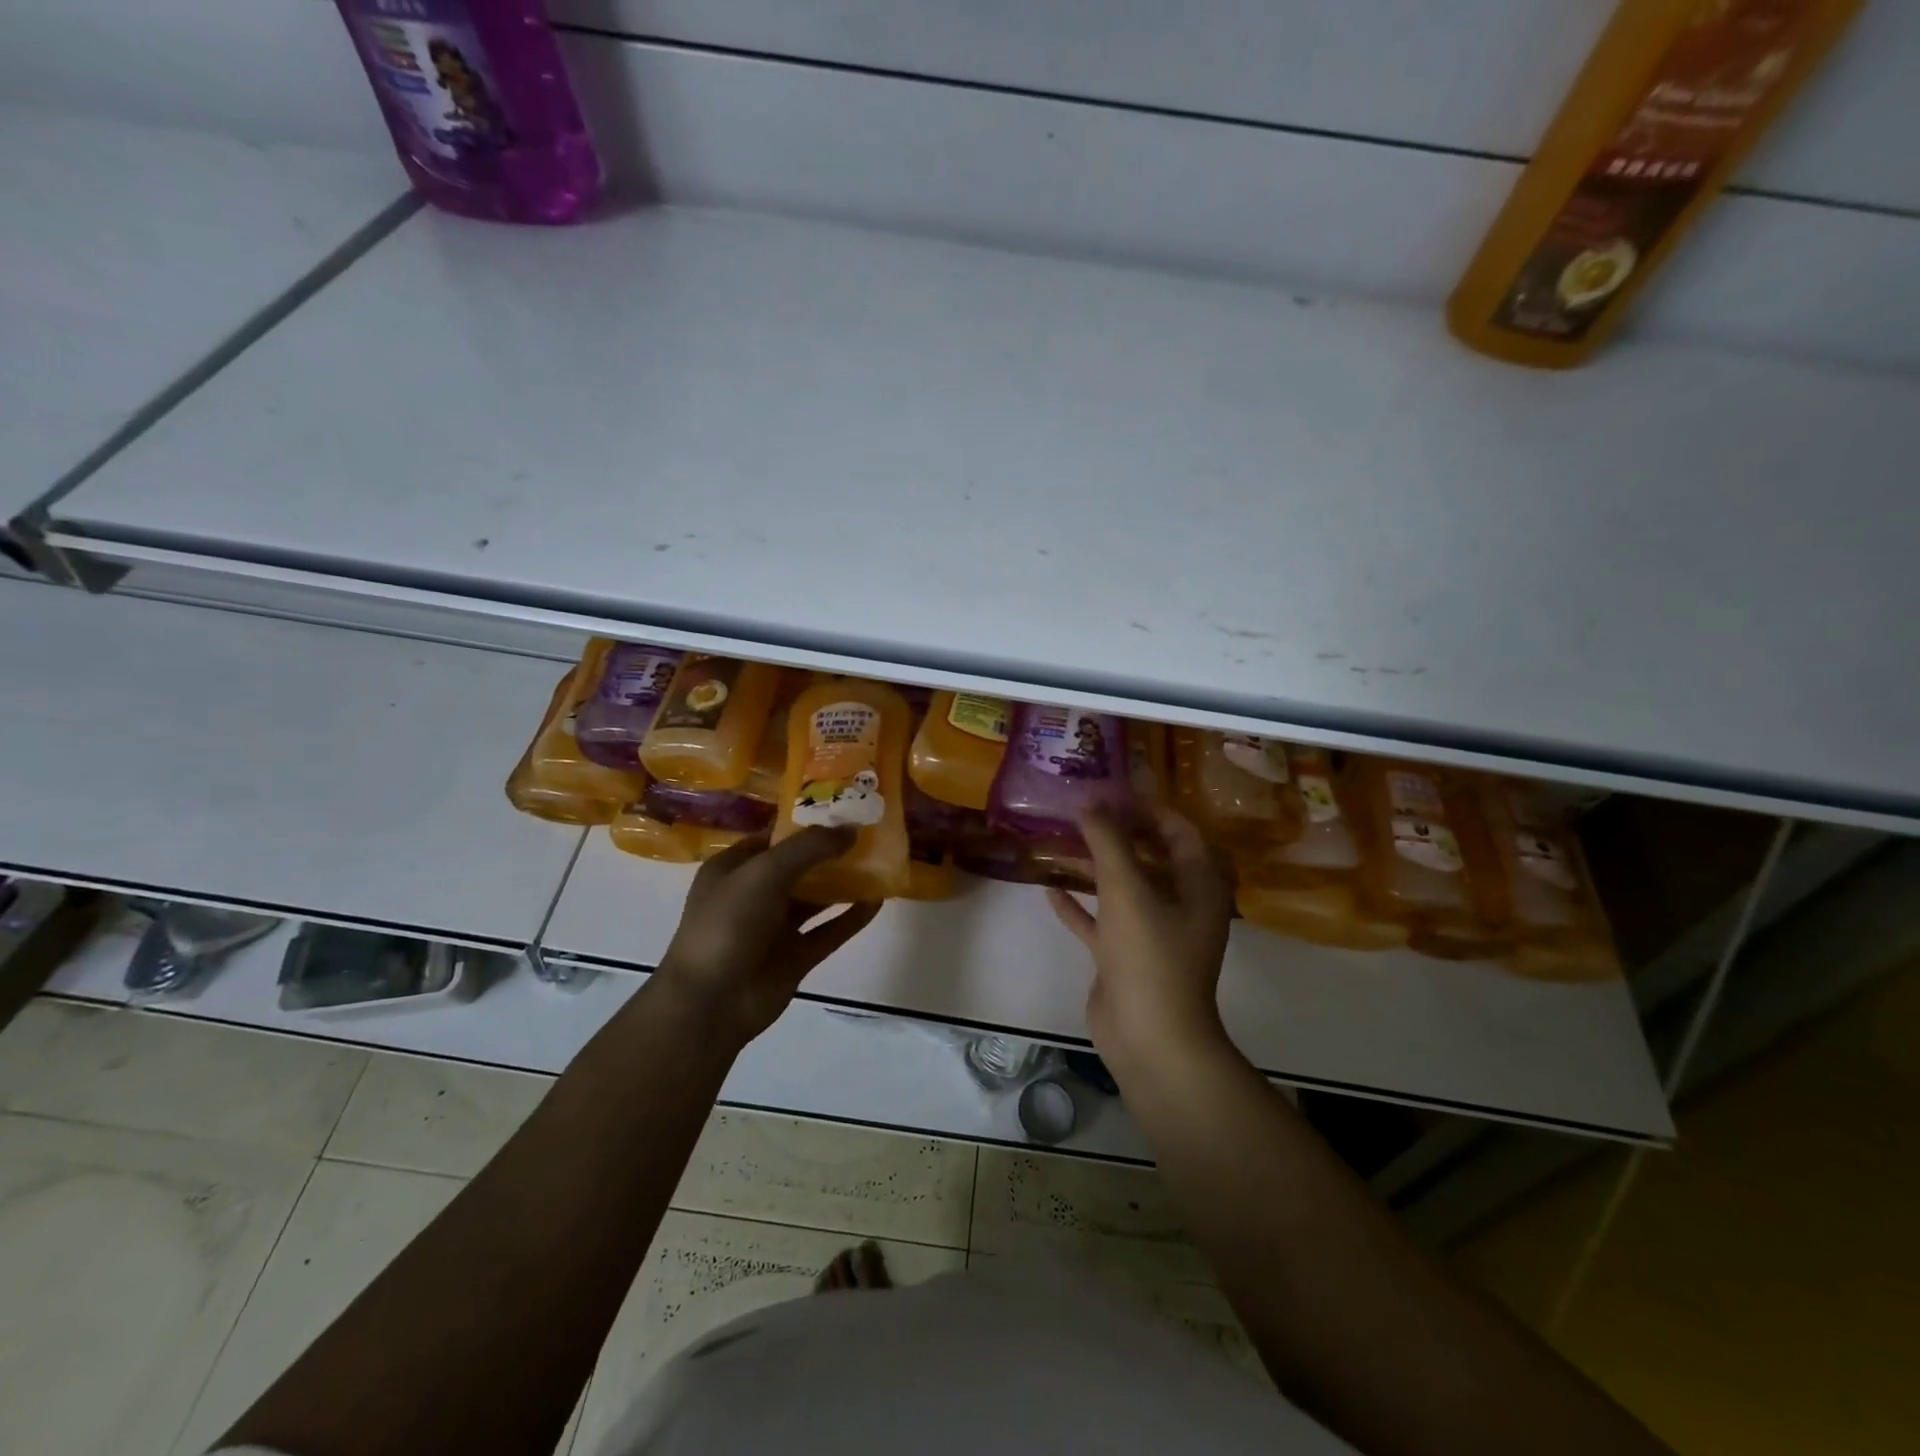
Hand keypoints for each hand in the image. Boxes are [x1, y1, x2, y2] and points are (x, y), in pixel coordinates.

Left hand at [654, 827, 880, 1046]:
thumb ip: (809, 847)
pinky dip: (851, 917)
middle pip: (798, 866)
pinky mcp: (795, 957)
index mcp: (733, 869)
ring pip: (815, 899)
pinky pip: (829, 931)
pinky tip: (877, 901)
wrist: (712, 1002)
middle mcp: (753, 895)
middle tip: (869, 831)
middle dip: (830, 850)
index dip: (805, 822)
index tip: (843, 808)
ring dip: (843, 882)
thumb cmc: (729, 923)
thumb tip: (851, 829)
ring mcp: (775, 929)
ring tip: (879, 861)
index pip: (773, 837)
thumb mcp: (765, 872)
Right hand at [1047, 804, 1234, 1069]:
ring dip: (1094, 866)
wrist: (1150, 1039)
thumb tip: (1090, 802)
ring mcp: (1152, 933)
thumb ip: (1108, 841)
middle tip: (1081, 811)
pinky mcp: (1126, 957)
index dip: (1148, 808)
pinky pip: (1101, 921)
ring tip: (1060, 841)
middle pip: (1149, 856)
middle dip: (1116, 833)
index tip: (1111, 791)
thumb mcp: (1128, 889)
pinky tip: (1049, 889)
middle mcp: (1180, 904)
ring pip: (1122, 888)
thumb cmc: (1150, 955)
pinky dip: (1079, 906)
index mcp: (1198, 884)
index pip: (1178, 831)